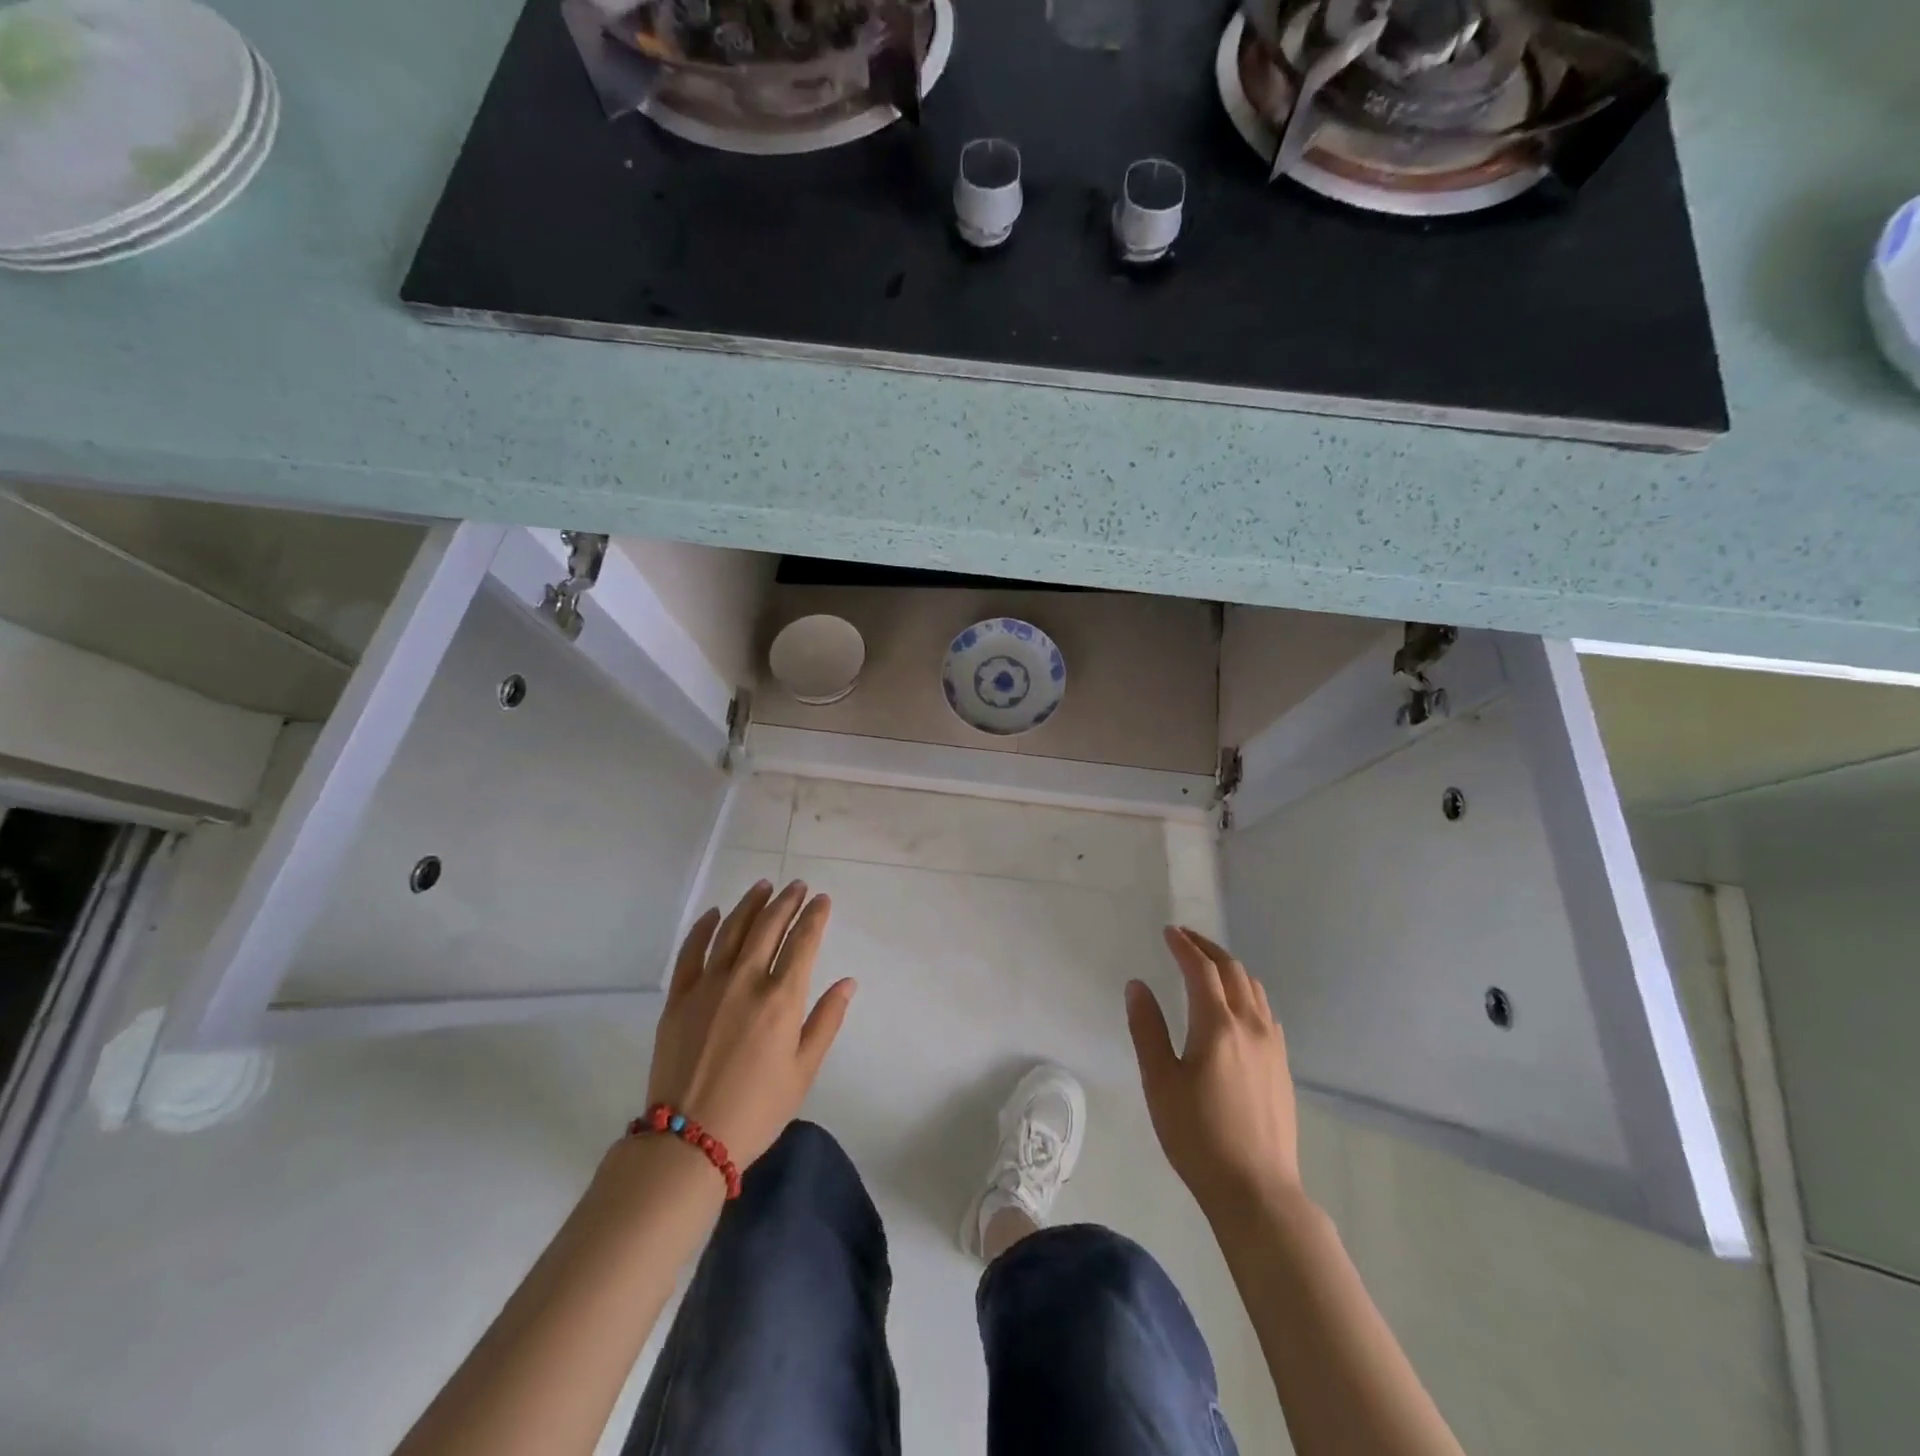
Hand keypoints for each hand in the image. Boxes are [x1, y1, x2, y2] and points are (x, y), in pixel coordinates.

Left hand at [645, 880, 854, 1168]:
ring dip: (750, 904)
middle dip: (786, 901)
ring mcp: (708, 986)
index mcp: (781, 999)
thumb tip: (847, 982)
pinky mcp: (678, 997)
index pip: (803, 942)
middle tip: (797, 885)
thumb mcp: (803, 1071)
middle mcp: (746, 981)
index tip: (822, 899)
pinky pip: (691, 951)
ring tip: (764, 886)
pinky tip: (715, 913)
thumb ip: (826, 1021)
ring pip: (731, 930)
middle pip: (768, 926)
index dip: (815, 916)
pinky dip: (704, 927)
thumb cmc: (756, 1110)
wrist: (688, 1141)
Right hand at [1126, 926, 1302, 1220]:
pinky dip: (1247, 993)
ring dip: (1230, 968)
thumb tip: (1137, 985)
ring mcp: (1273, 1046)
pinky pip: (1266, 1012)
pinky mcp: (1283, 1066)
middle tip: (1185, 938)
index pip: (1201, 970)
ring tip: (1209, 965)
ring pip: (1254, 989)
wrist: (1257, 1190)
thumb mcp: (1160, 1082)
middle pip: (1233, 971)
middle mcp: (1250, 1025)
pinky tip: (1238, 1007)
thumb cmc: (1198, 1135)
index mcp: (1217, 1025)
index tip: (1168, 932)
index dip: (1184, 946)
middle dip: (1207, 948)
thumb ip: (1147, 1028)